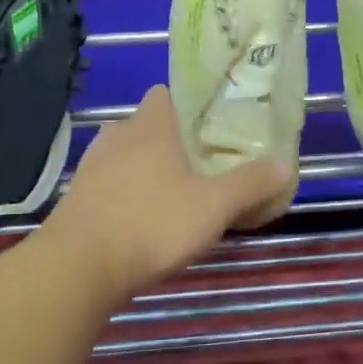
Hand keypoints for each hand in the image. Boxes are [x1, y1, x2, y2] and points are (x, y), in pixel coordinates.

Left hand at [47, 85, 294, 299]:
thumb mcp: (212, 206)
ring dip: (153, 170)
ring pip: (131, 157)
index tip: (217, 124)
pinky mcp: (78, 198)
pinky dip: (131, 195)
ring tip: (183, 194)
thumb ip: (250, 184)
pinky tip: (149, 221)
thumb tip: (286, 164)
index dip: (193, 104)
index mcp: (149, 125)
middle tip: (209, 163)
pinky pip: (113, 185)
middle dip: (178, 141)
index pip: (169, 94)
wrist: (76, 269)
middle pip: (152, 126)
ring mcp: (93, 167)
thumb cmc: (150, 223)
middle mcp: (118, 136)